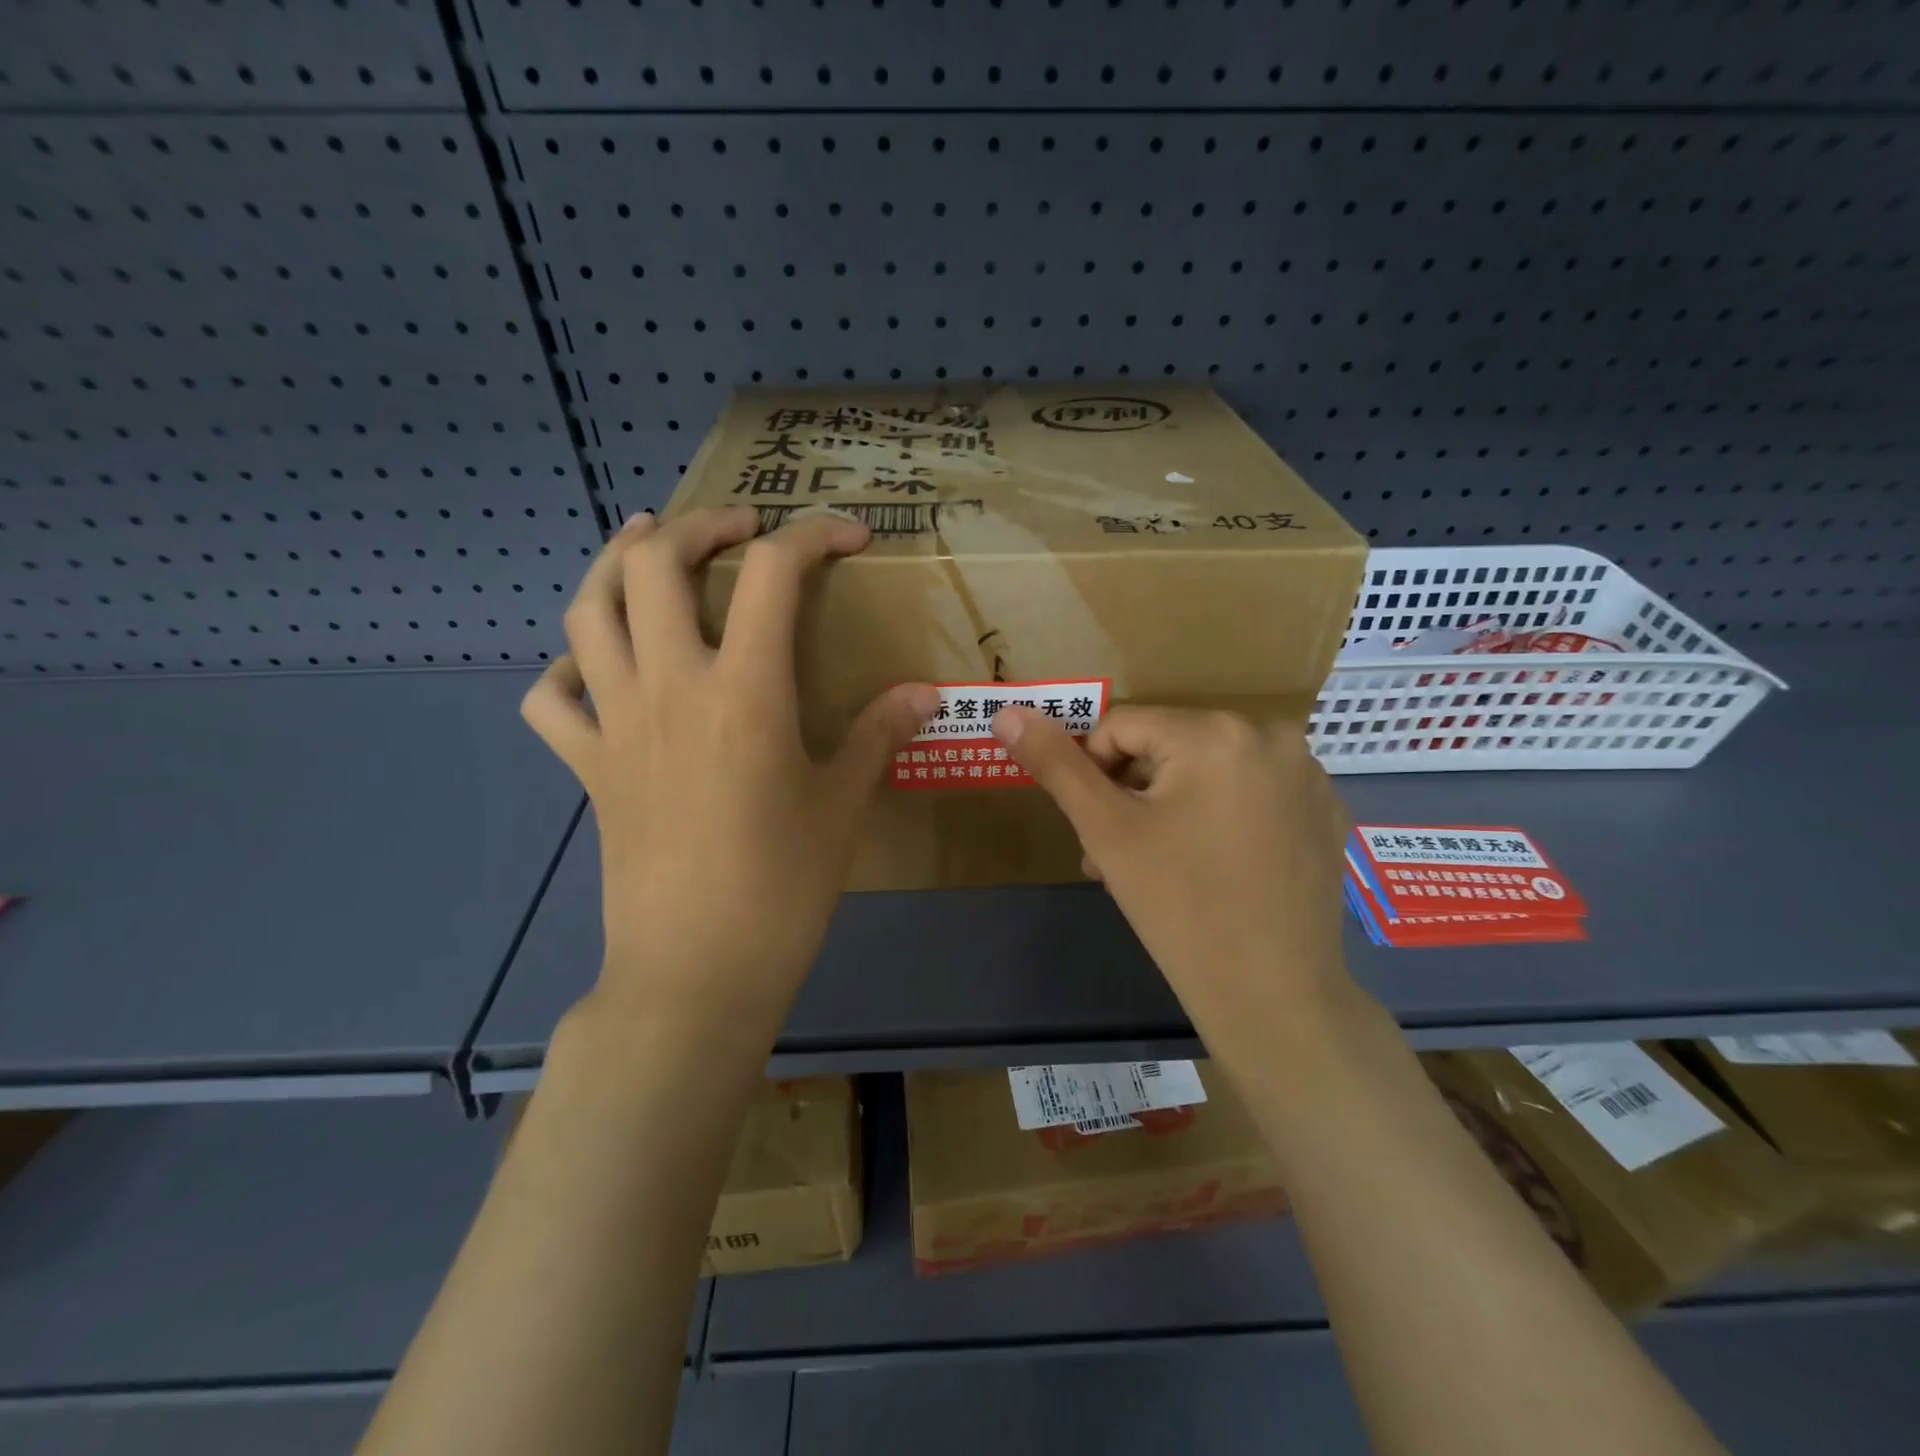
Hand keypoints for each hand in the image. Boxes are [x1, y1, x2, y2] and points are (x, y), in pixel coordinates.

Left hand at [521, 505, 937, 1037]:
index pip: (774, 573)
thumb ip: (879, 734)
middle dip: (699, 527)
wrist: (696, 970)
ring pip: (588, 612)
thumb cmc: (782, 886)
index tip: (850, 538)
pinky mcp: (587, 767)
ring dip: (615, 565)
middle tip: (737, 530)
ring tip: (645, 548)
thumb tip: (926, 692)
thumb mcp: (842, 804)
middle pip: (655, 564)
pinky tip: (598, 669)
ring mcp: (617, 724)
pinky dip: (569, 669)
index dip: (814, 536)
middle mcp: (670, 686)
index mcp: (744, 690)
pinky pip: (552, 699)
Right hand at [990, 705, 1352, 1059]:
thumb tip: (1007, 712)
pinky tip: (1216, 868)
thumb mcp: (1105, 831)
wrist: (1274, 996)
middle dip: (1133, 794)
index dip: (1094, 776)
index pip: (1121, 727)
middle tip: (1120, 855)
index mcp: (1214, 731)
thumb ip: (1055, 764)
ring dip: (1172, 807)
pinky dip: (1222, 818)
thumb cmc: (1179, 906)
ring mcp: (1307, 774)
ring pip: (1208, 772)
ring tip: (1157, 867)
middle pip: (1168, 748)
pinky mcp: (1326, 812)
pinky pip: (1252, 794)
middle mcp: (1270, 735)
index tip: (1097, 832)